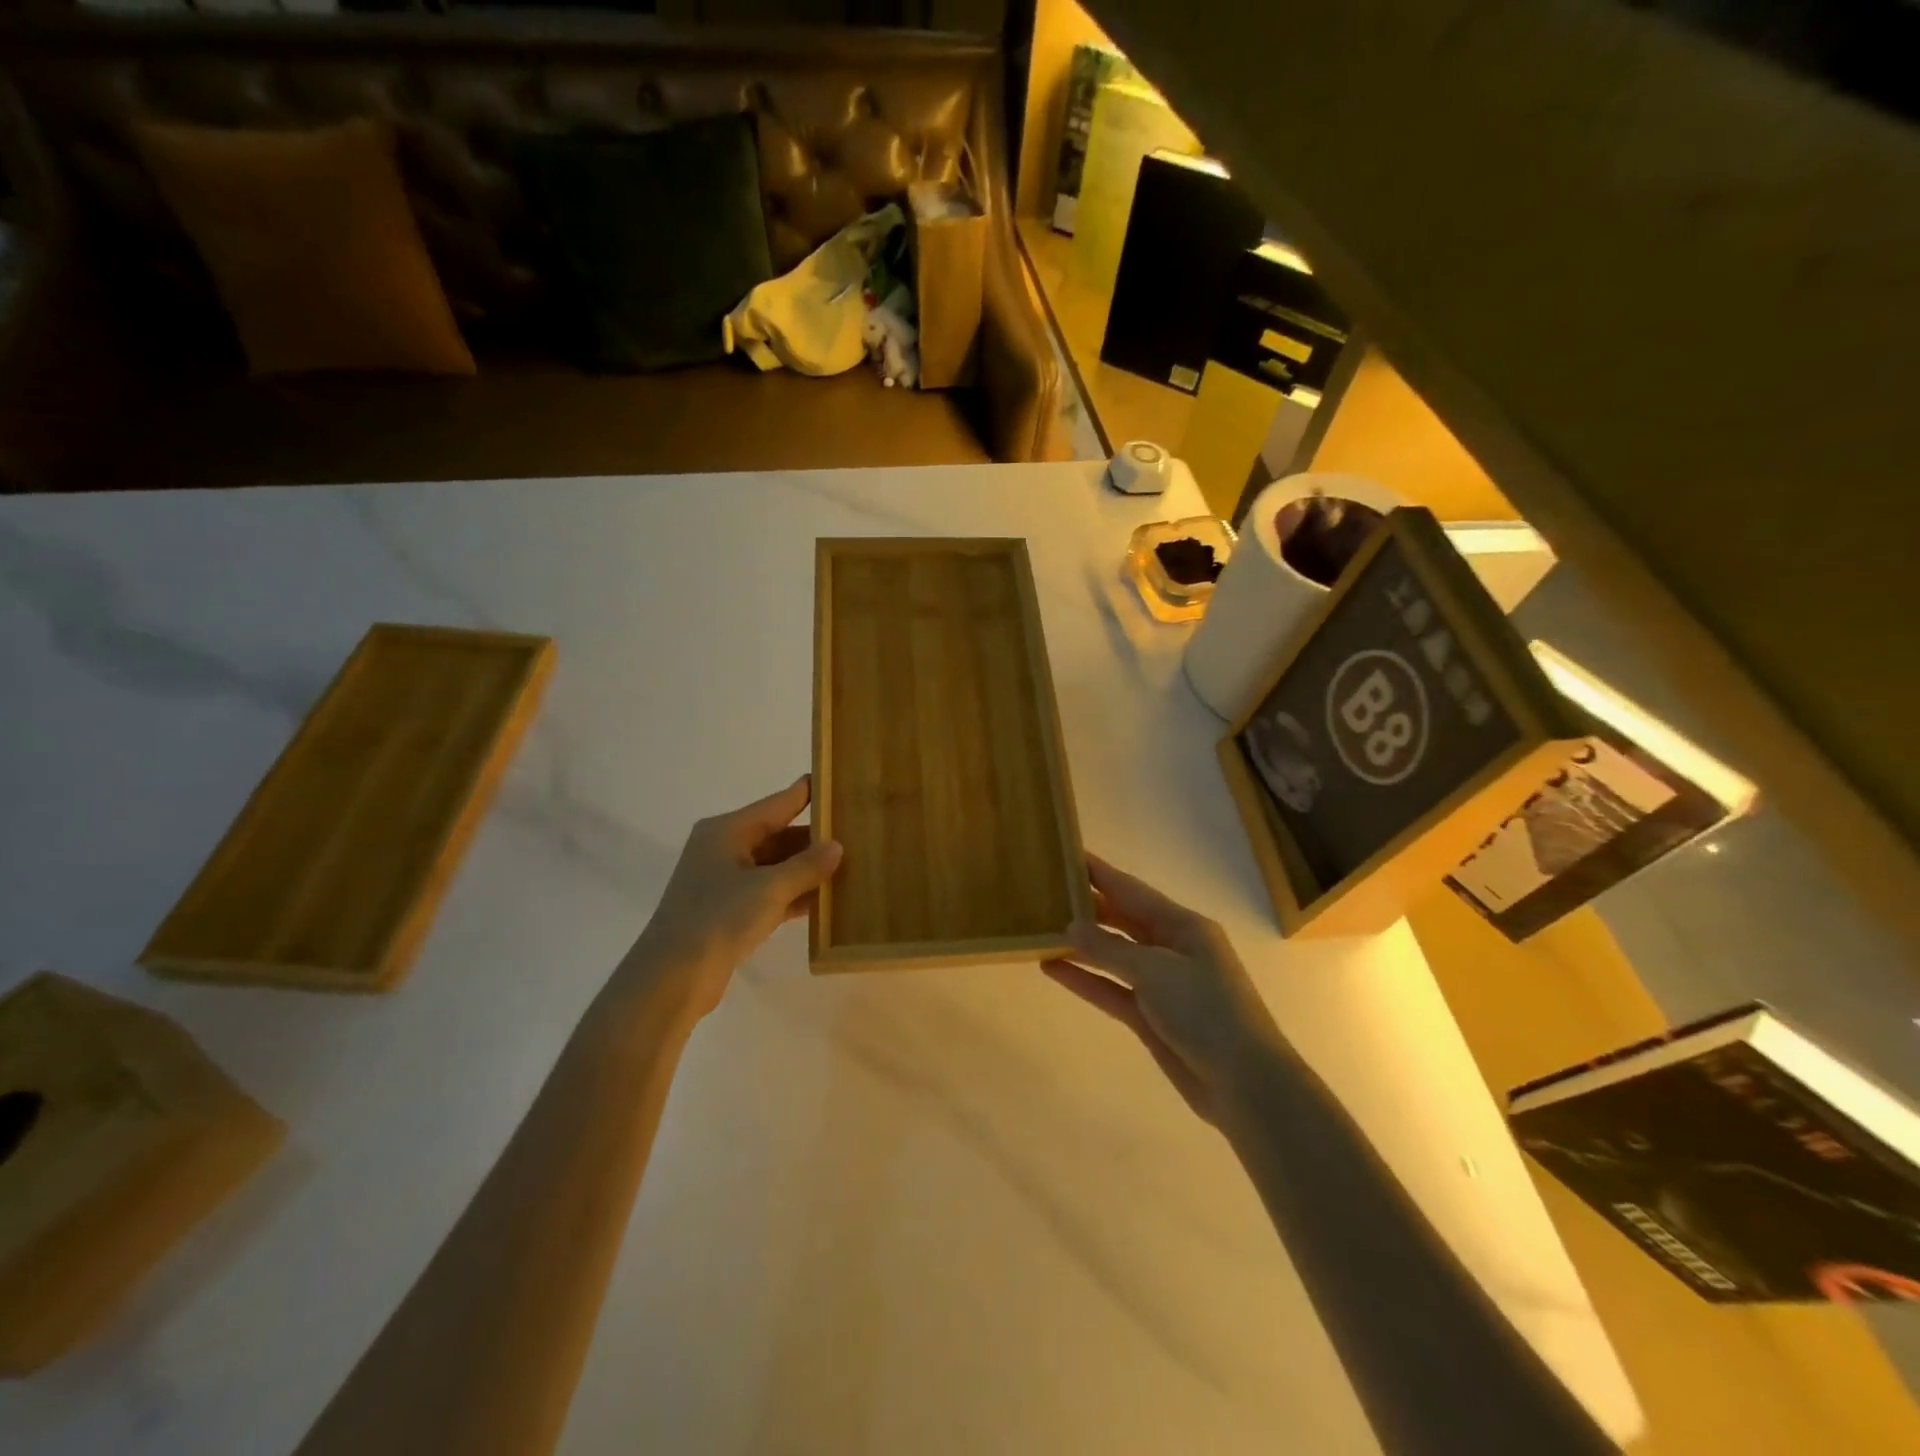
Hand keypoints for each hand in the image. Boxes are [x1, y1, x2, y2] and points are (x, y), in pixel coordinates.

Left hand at [623, 776, 842, 1018]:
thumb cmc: (719, 918)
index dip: (806, 793)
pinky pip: (770, 893)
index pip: (776, 804)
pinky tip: (826, 900)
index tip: (835, 781)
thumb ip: (806, 866)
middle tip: (855, 832)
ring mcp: (725, 883)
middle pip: (777, 835)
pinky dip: (794, 895)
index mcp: (726, 831)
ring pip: (775, 867)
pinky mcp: (729, 912)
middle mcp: (724, 850)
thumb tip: (837, 846)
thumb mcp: (769, 888)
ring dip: (807, 869)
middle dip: (813, 838)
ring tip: (849, 864)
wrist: (673, 977)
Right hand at [1043, 855, 1281, 1123]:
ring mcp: (1161, 985)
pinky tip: (1053, 967)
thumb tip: (1070, 927)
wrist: (1244, 1082)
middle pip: (1122, 920)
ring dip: (1081, 945)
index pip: (1133, 891)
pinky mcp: (1150, 1017)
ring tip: (1042, 928)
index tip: (1070, 854)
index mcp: (1184, 926)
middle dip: (1088, 907)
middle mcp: (1172, 949)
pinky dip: (1085, 979)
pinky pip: (1111, 990)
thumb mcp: (1155, 970)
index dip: (1101, 874)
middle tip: (1047, 891)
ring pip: (1113, 956)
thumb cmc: (1206, 1010)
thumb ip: (1109, 948)